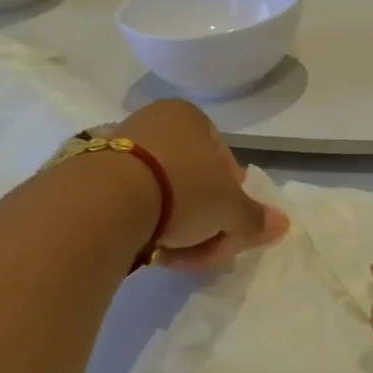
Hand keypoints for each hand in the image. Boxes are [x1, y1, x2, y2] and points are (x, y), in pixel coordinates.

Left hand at [112, 100, 287, 270]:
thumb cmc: (182, 189)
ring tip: (176, 255)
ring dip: (177, 228)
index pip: (224, 159)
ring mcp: (118, 146)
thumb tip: (282, 225)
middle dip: (206, 219)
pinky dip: (145, 225)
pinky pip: (130, 202)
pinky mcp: (91, 175)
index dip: (233, 196)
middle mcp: (153, 122)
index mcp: (190, 117)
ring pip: (162, 195)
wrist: (105, 201)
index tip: (230, 224)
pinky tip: (148, 249)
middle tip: (209, 247)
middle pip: (193, 180)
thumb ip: (255, 217)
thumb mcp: (231, 209)